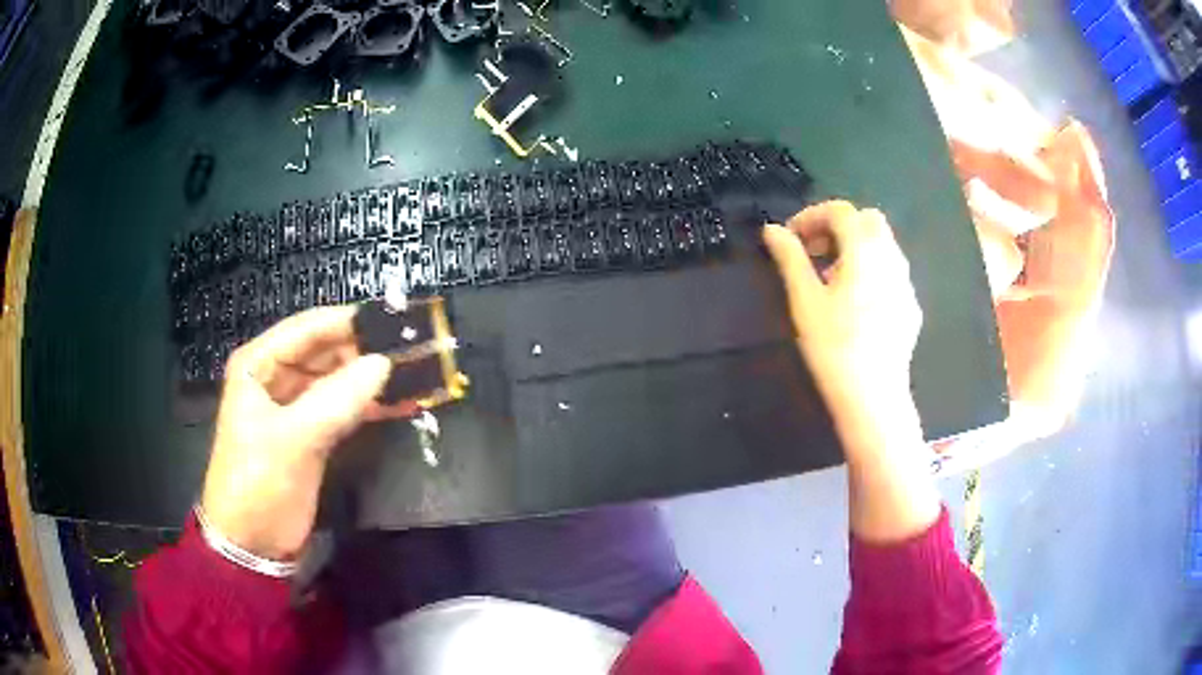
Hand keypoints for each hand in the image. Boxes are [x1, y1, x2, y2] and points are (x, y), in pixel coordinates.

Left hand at [200, 306, 395, 559]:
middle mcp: (276, 377)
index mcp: (259, 365)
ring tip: (416, 373)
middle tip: (414, 349)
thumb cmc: (258, 483)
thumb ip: (337, 400)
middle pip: (326, 351)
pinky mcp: (313, 433)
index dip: (350, 321)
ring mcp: (296, 406)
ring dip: (372, 378)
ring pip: (339, 379)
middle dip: (366, 349)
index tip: (396, 319)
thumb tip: (385, 363)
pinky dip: (370, 406)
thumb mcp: (292, 440)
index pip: (308, 328)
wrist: (252, 544)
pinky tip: (401, 404)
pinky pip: (345, 408)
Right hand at [764, 201, 937, 542]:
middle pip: (868, 220)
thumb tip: (772, 230)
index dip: (812, 216)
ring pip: (883, 244)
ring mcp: (906, 283)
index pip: (841, 211)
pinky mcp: (911, 306)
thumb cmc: (834, 347)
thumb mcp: (805, 300)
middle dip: (838, 226)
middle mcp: (892, 258)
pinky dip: (871, 268)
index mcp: (865, 251)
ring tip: (832, 278)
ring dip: (855, 246)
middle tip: (813, 252)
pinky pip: (892, 271)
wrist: (873, 398)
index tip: (790, 238)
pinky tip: (856, 302)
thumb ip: (790, 258)